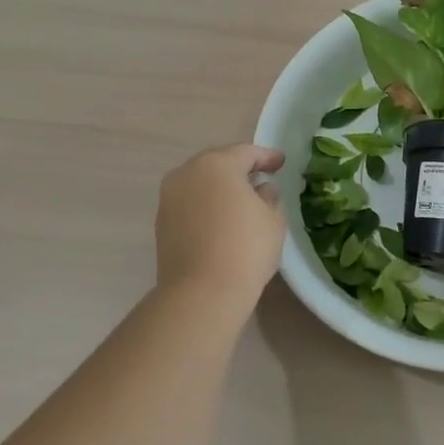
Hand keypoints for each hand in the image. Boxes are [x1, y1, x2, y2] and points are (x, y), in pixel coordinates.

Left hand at [155, 144, 286, 299]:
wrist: (201, 292)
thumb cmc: (246, 248)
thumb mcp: (272, 220)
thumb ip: (269, 197)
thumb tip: (263, 190)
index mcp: (217, 164)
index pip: (246, 152)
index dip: (267, 156)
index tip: (281, 163)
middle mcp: (187, 173)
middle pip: (218, 163)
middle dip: (240, 168)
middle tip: (261, 177)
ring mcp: (169, 198)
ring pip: (201, 183)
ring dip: (221, 187)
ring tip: (241, 200)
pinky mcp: (162, 222)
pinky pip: (190, 203)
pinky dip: (207, 205)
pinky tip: (221, 219)